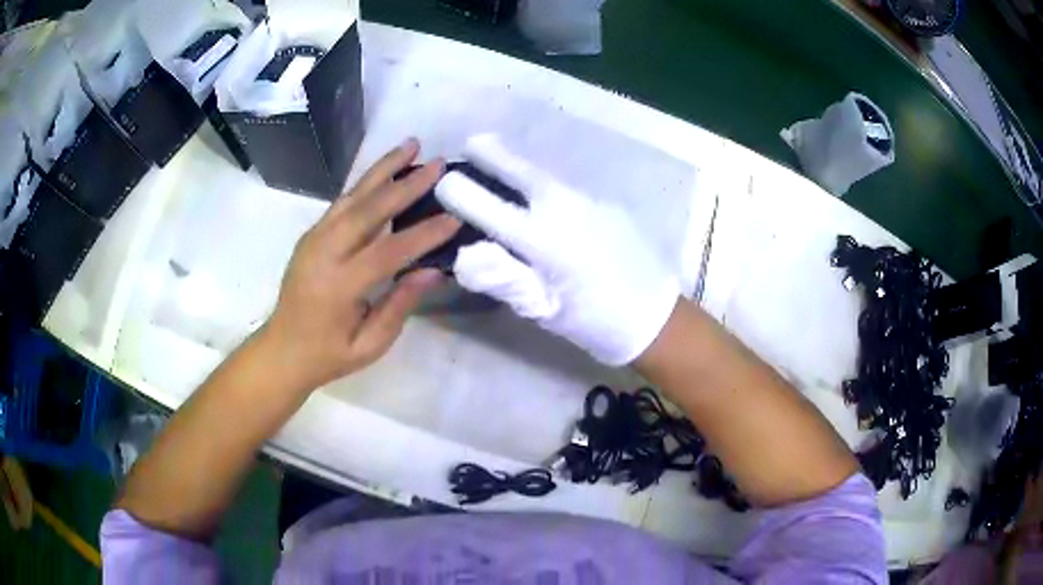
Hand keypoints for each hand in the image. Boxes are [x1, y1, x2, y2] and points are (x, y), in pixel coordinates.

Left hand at [260, 139, 460, 391]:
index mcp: (338, 286)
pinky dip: (365, 183)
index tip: (454, 218)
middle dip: (405, 184)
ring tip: (411, 145)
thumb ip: (399, 306)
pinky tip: (384, 170)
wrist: (282, 349)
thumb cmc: (328, 354)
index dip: (423, 235)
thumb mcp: (369, 345)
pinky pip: (341, 202)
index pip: (388, 252)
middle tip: (437, 164)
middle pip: (368, 210)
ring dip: (383, 169)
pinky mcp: (311, 234)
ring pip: (352, 196)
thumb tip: (432, 271)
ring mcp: (314, 239)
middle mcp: (323, 253)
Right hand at [434, 134, 678, 365]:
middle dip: (493, 154)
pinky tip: (547, 200)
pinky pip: (568, 189)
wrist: (654, 317)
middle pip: (521, 171)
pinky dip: (548, 186)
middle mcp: (564, 209)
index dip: (460, 194)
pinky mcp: (608, 205)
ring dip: (520, 168)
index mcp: (543, 240)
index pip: (488, 207)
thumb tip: (463, 256)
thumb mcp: (543, 310)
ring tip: (502, 163)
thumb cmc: (593, 322)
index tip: (443, 184)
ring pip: (546, 176)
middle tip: (473, 142)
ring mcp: (590, 202)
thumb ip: (502, 279)